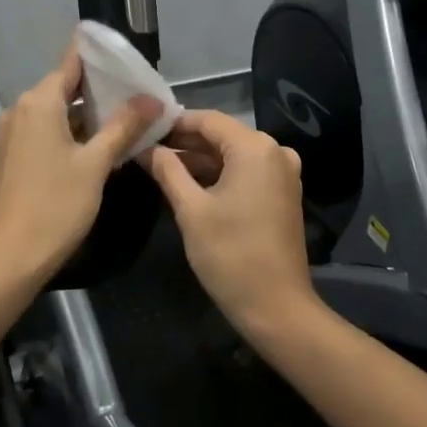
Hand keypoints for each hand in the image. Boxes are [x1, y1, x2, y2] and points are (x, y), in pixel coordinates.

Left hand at [0, 42, 160, 285]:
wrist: (8, 259)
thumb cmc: (54, 205)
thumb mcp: (96, 164)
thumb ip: (124, 126)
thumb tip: (153, 98)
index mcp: (39, 101)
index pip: (72, 60)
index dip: (101, 55)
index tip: (130, 56)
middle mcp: (21, 108)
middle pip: (66, 85)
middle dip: (103, 88)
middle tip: (141, 92)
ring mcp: (14, 132)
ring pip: (58, 110)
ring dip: (90, 113)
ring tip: (130, 116)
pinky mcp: (14, 154)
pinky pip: (48, 130)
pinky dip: (73, 131)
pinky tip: (101, 142)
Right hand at [146, 111, 318, 341]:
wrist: (277, 307)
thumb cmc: (230, 254)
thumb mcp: (191, 210)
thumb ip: (168, 171)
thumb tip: (147, 149)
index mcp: (255, 148)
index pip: (207, 120)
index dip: (174, 123)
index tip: (144, 128)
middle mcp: (274, 151)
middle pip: (221, 136)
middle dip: (184, 142)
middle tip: (146, 147)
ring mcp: (282, 173)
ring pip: (232, 155)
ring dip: (199, 160)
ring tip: (158, 164)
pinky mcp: (282, 193)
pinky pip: (246, 172)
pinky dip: (218, 175)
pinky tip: (187, 182)